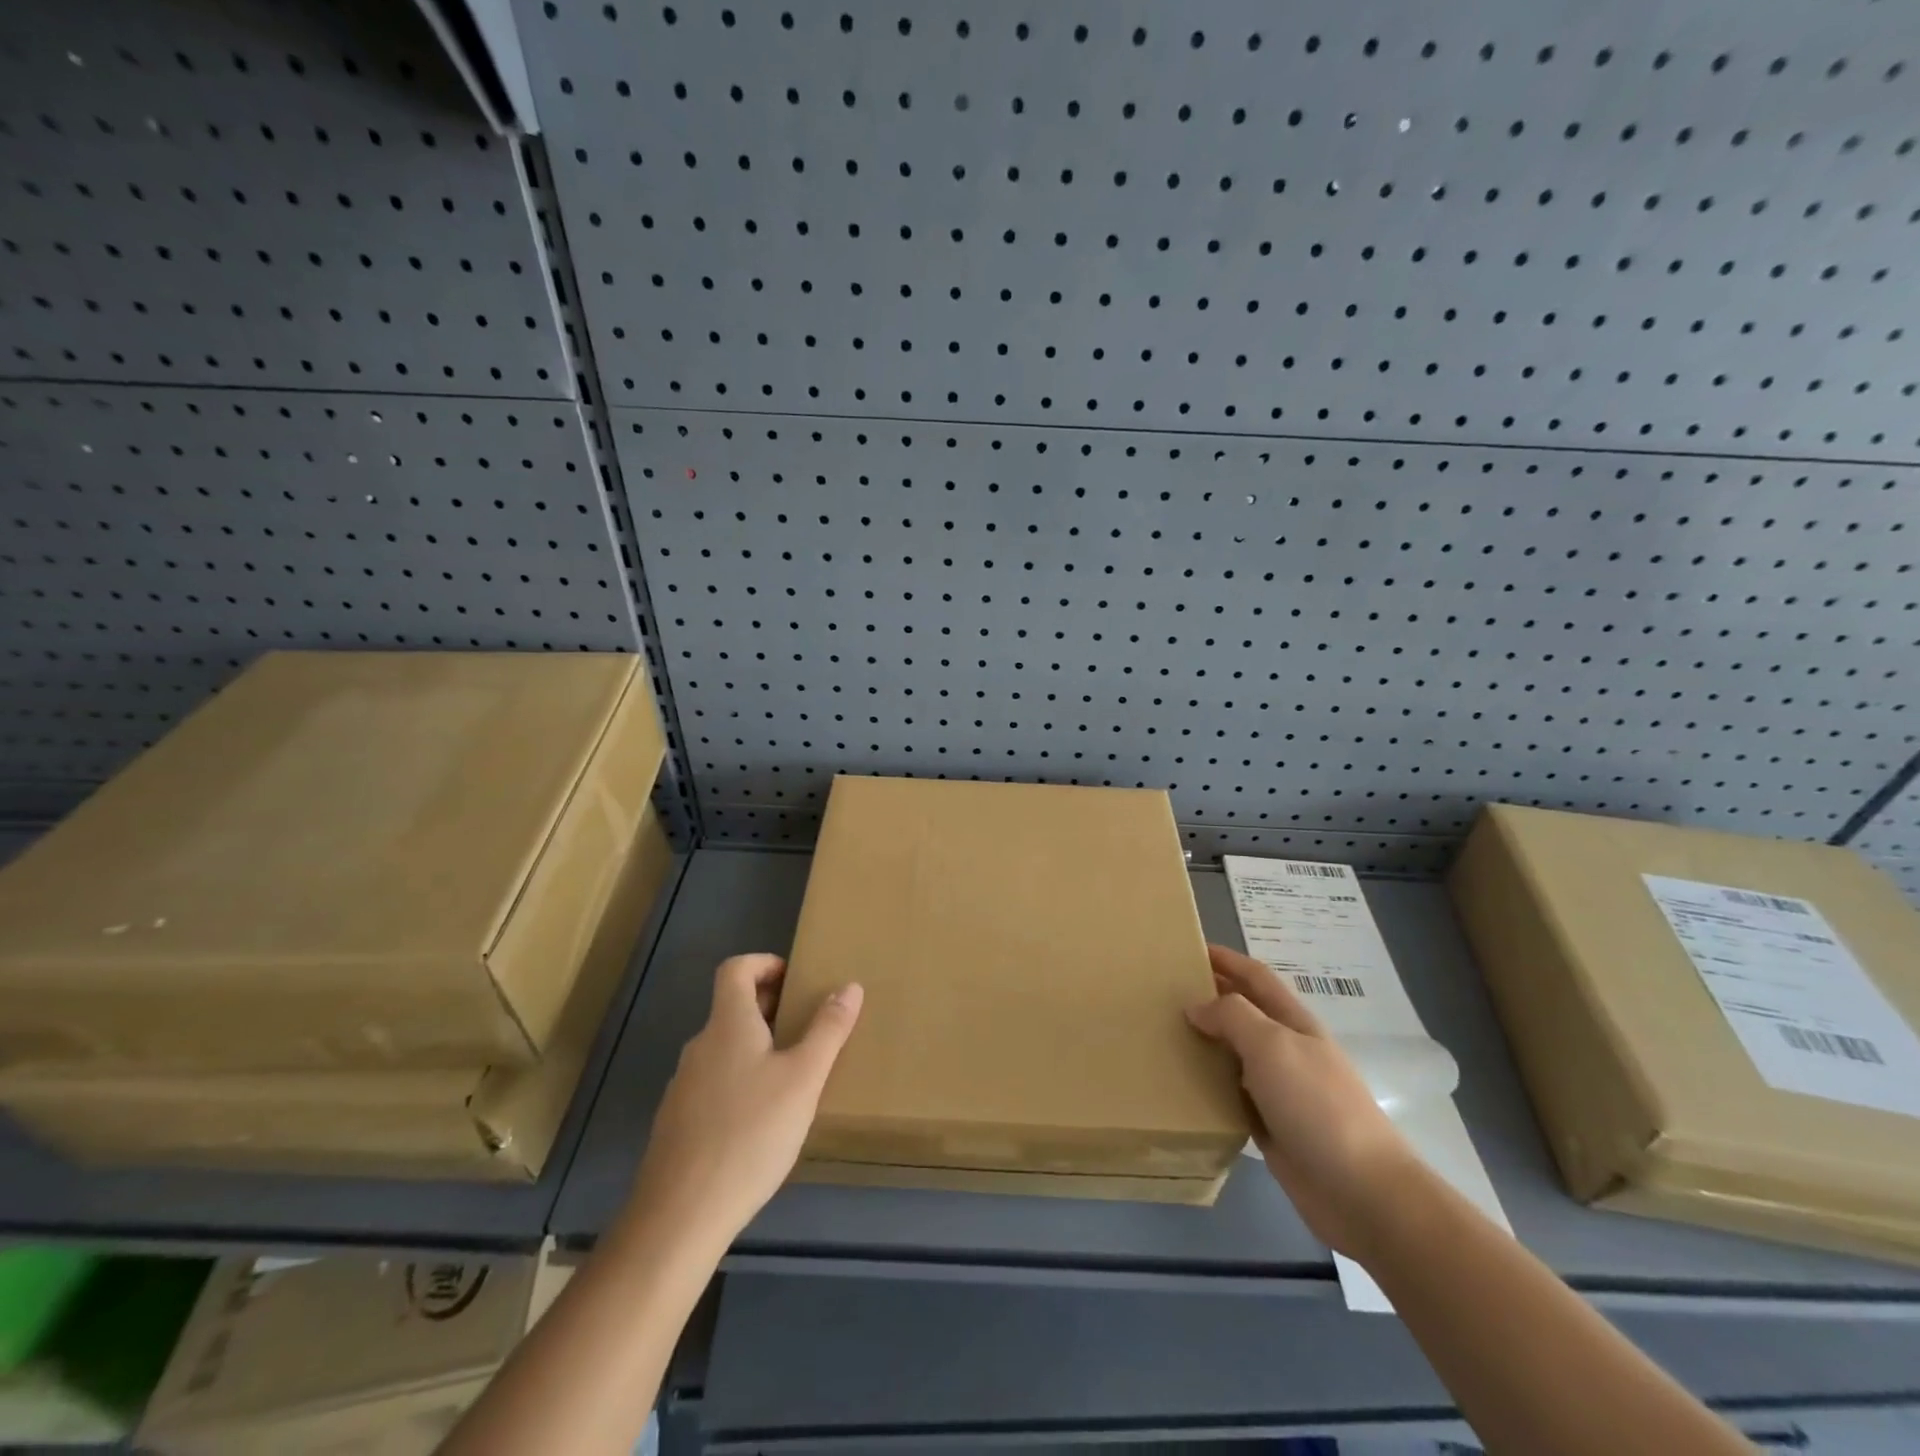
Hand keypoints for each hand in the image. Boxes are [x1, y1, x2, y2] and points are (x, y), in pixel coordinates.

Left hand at [627, 954, 862, 1245]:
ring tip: (791, 1074)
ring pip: (724, 1048)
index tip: (795, 979)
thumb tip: (849, 986)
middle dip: (770, 1007)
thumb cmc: (750, 1133)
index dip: (764, 963)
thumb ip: (828, 1030)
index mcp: (728, 1024)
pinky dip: (740, 1081)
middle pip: (731, 1007)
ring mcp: (683, 1086)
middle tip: (806, 1025)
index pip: (735, 968)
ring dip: (756, 1046)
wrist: (680, 1215)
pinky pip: (713, 1083)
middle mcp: (700, 1046)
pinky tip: (761, 1121)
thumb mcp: (804, 1079)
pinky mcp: (678, 1123)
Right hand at [1187, 944, 1421, 1255]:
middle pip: (1242, 1013)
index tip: (1187, 947)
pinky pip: (1230, 1096)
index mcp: (1293, 1022)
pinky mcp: (1270, 1127)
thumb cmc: (1317, 1105)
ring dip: (1204, 1043)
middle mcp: (1286, 1050)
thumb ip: (1232, 1016)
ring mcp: (1279, 1090)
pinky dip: (1207, 1086)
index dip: (1226, 959)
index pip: (1255, 977)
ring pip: (1233, 1055)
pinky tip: (1180, 1085)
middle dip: (1208, 997)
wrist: (1362, 1191)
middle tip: (1162, 992)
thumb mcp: (1273, 1045)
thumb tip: (1196, 1006)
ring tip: (1163, 1035)